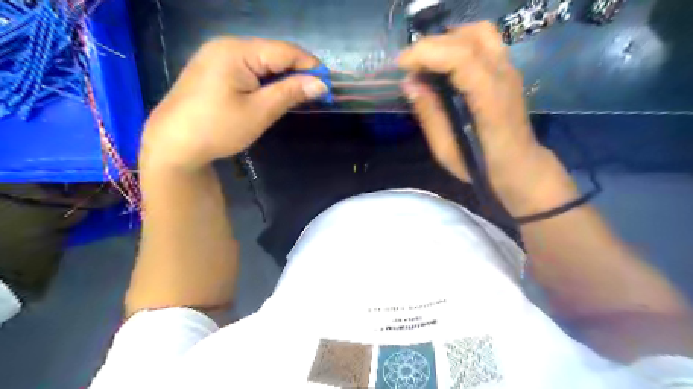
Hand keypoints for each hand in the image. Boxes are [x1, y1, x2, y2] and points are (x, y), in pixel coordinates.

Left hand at [140, 36, 327, 168]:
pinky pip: (248, 69)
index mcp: (237, 51)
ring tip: (298, 96)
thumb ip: (291, 93)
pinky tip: (273, 94)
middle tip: (316, 94)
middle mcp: (227, 46)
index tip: (328, 85)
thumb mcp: (259, 112)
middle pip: (273, 53)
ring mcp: (217, 56)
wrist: (172, 145)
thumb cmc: (218, 128)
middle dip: (297, 72)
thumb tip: (321, 83)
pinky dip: (265, 81)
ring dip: (282, 77)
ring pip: (262, 61)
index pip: (285, 51)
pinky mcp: (214, 70)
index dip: (310, 66)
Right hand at [398, 21, 550, 195]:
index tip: (401, 66)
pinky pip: (484, 41)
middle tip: (408, 65)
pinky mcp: (507, 70)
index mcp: (489, 101)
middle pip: (468, 39)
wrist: (519, 167)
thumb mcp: (446, 150)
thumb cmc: (481, 166)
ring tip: (426, 61)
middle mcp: (504, 77)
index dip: (427, 54)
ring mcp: (509, 70)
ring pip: (479, 33)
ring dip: (447, 40)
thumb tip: (409, 84)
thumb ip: (429, 115)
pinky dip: (458, 43)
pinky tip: (443, 63)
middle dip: (431, 45)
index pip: (461, 58)